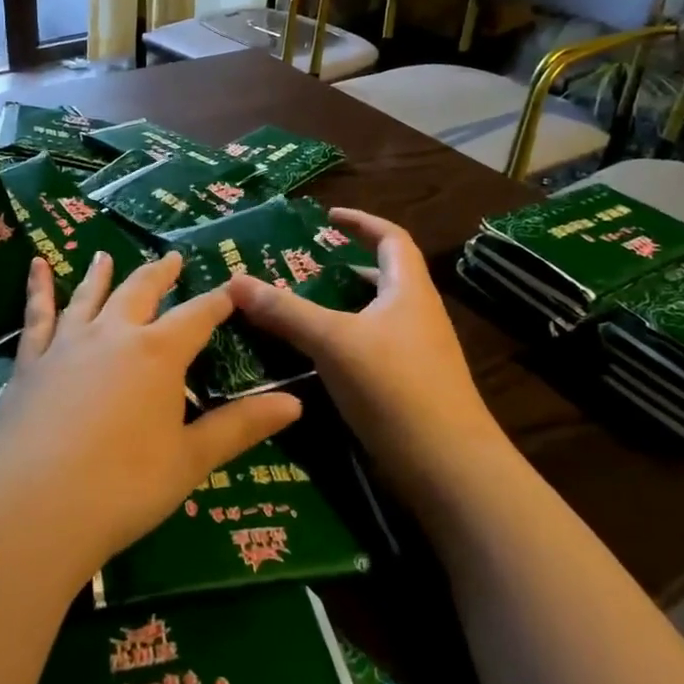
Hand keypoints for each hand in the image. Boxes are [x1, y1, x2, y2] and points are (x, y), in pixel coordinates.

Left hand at [0, 250, 302, 583]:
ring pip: (90, 296)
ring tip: (105, 254)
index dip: (218, 300)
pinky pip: (36, 316)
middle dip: (161, 274)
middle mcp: (114, 334)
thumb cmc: (123, 487)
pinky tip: (36, 266)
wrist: (31, 508)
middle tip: (172, 257)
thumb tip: (296, 403)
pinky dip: (37, 288)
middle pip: (141, 292)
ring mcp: (67, 344)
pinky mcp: (30, 362)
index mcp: (159, 353)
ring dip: (102, 274)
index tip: (233, 286)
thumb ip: (241, 427)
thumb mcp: (190, 460)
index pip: (198, 315)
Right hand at [228, 209, 498, 484]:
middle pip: (382, 277)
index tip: (328, 216)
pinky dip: (342, 342)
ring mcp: (415, 354)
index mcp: (409, 290)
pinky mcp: (407, 387)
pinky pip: (369, 349)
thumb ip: (285, 311)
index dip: (362, 221)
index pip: (391, 238)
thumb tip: (235, 280)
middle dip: (344, 267)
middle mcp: (416, 315)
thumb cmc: (395, 387)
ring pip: (373, 316)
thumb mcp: (333, 341)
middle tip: (300, 268)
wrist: (447, 467)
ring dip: (340, 307)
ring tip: (297, 310)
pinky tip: (314, 359)